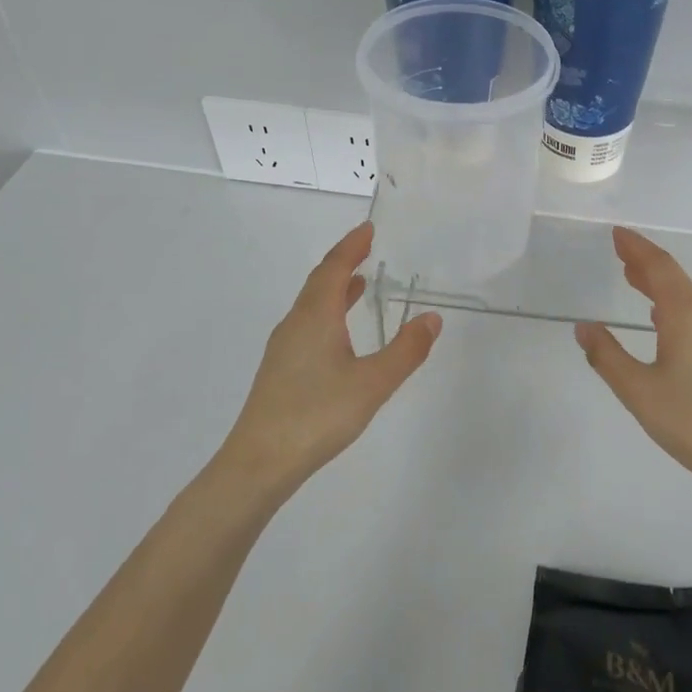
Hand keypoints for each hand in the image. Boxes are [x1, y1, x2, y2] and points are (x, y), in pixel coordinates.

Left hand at [224, 222, 440, 491]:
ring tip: (358, 284)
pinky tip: (339, 334)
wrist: (259, 462)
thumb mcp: (373, 383)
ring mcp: (284, 348)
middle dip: (343, 262)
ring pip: (311, 305)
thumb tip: (431, 318)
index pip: (334, 269)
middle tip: (366, 248)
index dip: (351, 246)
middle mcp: (296, 324)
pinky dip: (328, 313)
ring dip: (334, 288)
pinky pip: (308, 324)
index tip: (368, 228)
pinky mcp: (281, 370)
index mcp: (316, 317)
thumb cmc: (317, 415)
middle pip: (319, 282)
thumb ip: (405, 350)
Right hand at [575, 228, 691, 491]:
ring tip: (634, 281)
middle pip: (675, 279)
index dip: (637, 248)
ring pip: (688, 299)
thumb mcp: (640, 392)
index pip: (660, 268)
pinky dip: (674, 307)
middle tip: (621, 254)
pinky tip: (664, 323)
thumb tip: (584, 327)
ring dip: (660, 286)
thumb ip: (608, 357)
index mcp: (687, 317)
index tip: (617, 234)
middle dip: (646, 264)